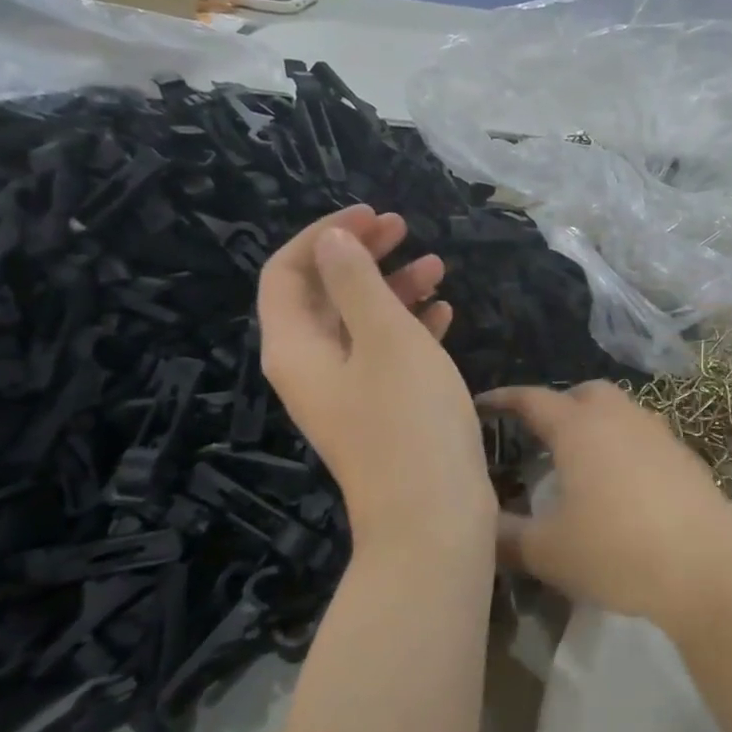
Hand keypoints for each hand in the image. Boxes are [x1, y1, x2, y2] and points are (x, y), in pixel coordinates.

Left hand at [258, 206, 493, 563]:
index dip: (324, 236)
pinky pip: (387, 355)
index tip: (372, 216)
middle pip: (324, 295)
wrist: (432, 516)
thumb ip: (355, 283)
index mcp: (296, 347)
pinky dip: (411, 328)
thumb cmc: (409, 419)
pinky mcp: (381, 412)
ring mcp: (348, 394)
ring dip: (394, 289)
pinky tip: (444, 313)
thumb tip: (331, 241)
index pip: (287, 272)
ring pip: (361, 324)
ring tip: (438, 266)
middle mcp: (312, 368)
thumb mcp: (385, 338)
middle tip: (404, 229)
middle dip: (361, 256)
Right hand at [482, 382, 731, 638]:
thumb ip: (505, 536)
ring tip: (580, 461)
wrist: (707, 568)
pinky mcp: (687, 459)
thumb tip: (478, 527)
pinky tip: (623, 485)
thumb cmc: (617, 551)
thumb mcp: (547, 552)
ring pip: (622, 412)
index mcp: (581, 429)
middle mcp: (622, 419)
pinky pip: (646, 438)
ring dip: (598, 425)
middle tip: (540, 436)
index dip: (504, 399)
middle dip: (560, 405)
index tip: (482, 404)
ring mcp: (661, 435)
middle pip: (586, 393)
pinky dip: (626, 447)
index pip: (534, 400)